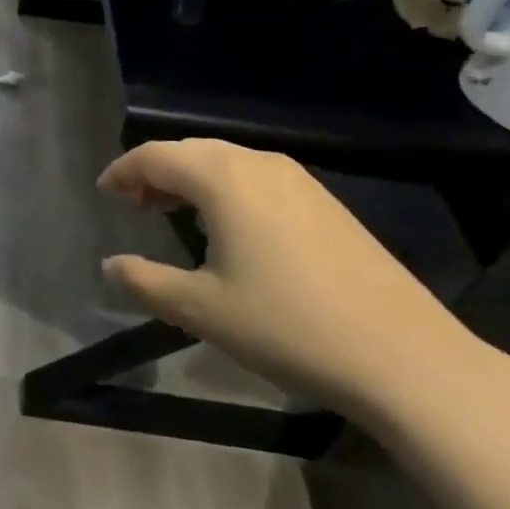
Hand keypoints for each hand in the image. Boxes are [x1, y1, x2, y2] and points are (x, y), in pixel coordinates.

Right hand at [99, 139, 478, 417]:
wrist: (405, 357)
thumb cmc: (289, 326)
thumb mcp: (202, 309)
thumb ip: (146, 281)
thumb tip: (111, 265)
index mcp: (223, 178)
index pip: (156, 155)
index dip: (123, 171)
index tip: (104, 194)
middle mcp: (258, 163)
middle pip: (190, 151)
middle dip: (155, 172)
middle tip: (133, 204)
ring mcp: (298, 180)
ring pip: (225, 162)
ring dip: (190, 179)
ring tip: (171, 212)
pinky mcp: (324, 202)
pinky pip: (256, 177)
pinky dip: (225, 188)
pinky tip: (228, 226)